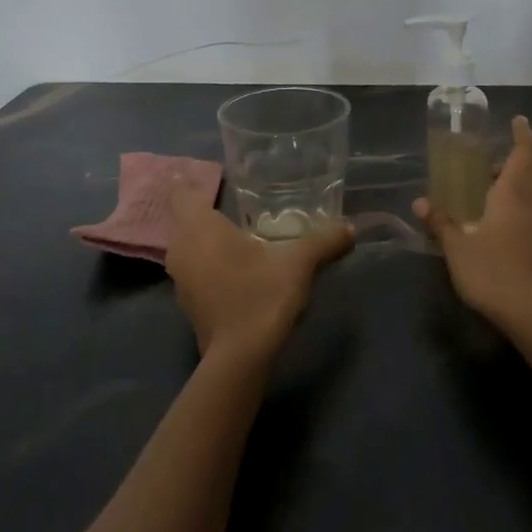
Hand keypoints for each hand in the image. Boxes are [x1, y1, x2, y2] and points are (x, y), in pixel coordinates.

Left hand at [164, 180, 354, 368]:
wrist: (240, 357)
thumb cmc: (261, 295)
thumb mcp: (299, 263)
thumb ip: (324, 241)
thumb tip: (350, 228)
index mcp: (199, 228)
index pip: (181, 191)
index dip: (192, 179)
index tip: (212, 174)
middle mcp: (181, 248)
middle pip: (185, 217)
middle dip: (206, 206)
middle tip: (235, 197)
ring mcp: (180, 278)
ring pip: (189, 244)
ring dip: (208, 236)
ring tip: (239, 229)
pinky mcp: (189, 301)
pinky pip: (195, 267)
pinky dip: (211, 260)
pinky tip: (237, 264)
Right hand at [414, 115, 531, 342]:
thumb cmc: (496, 273)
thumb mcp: (458, 249)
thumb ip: (440, 223)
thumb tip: (420, 201)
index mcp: (513, 196)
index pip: (524, 155)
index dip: (523, 135)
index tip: (519, 120)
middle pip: (531, 173)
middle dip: (517, 161)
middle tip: (491, 161)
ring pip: (531, 195)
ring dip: (515, 185)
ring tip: (487, 190)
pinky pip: (530, 214)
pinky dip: (516, 207)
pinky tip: (495, 223)